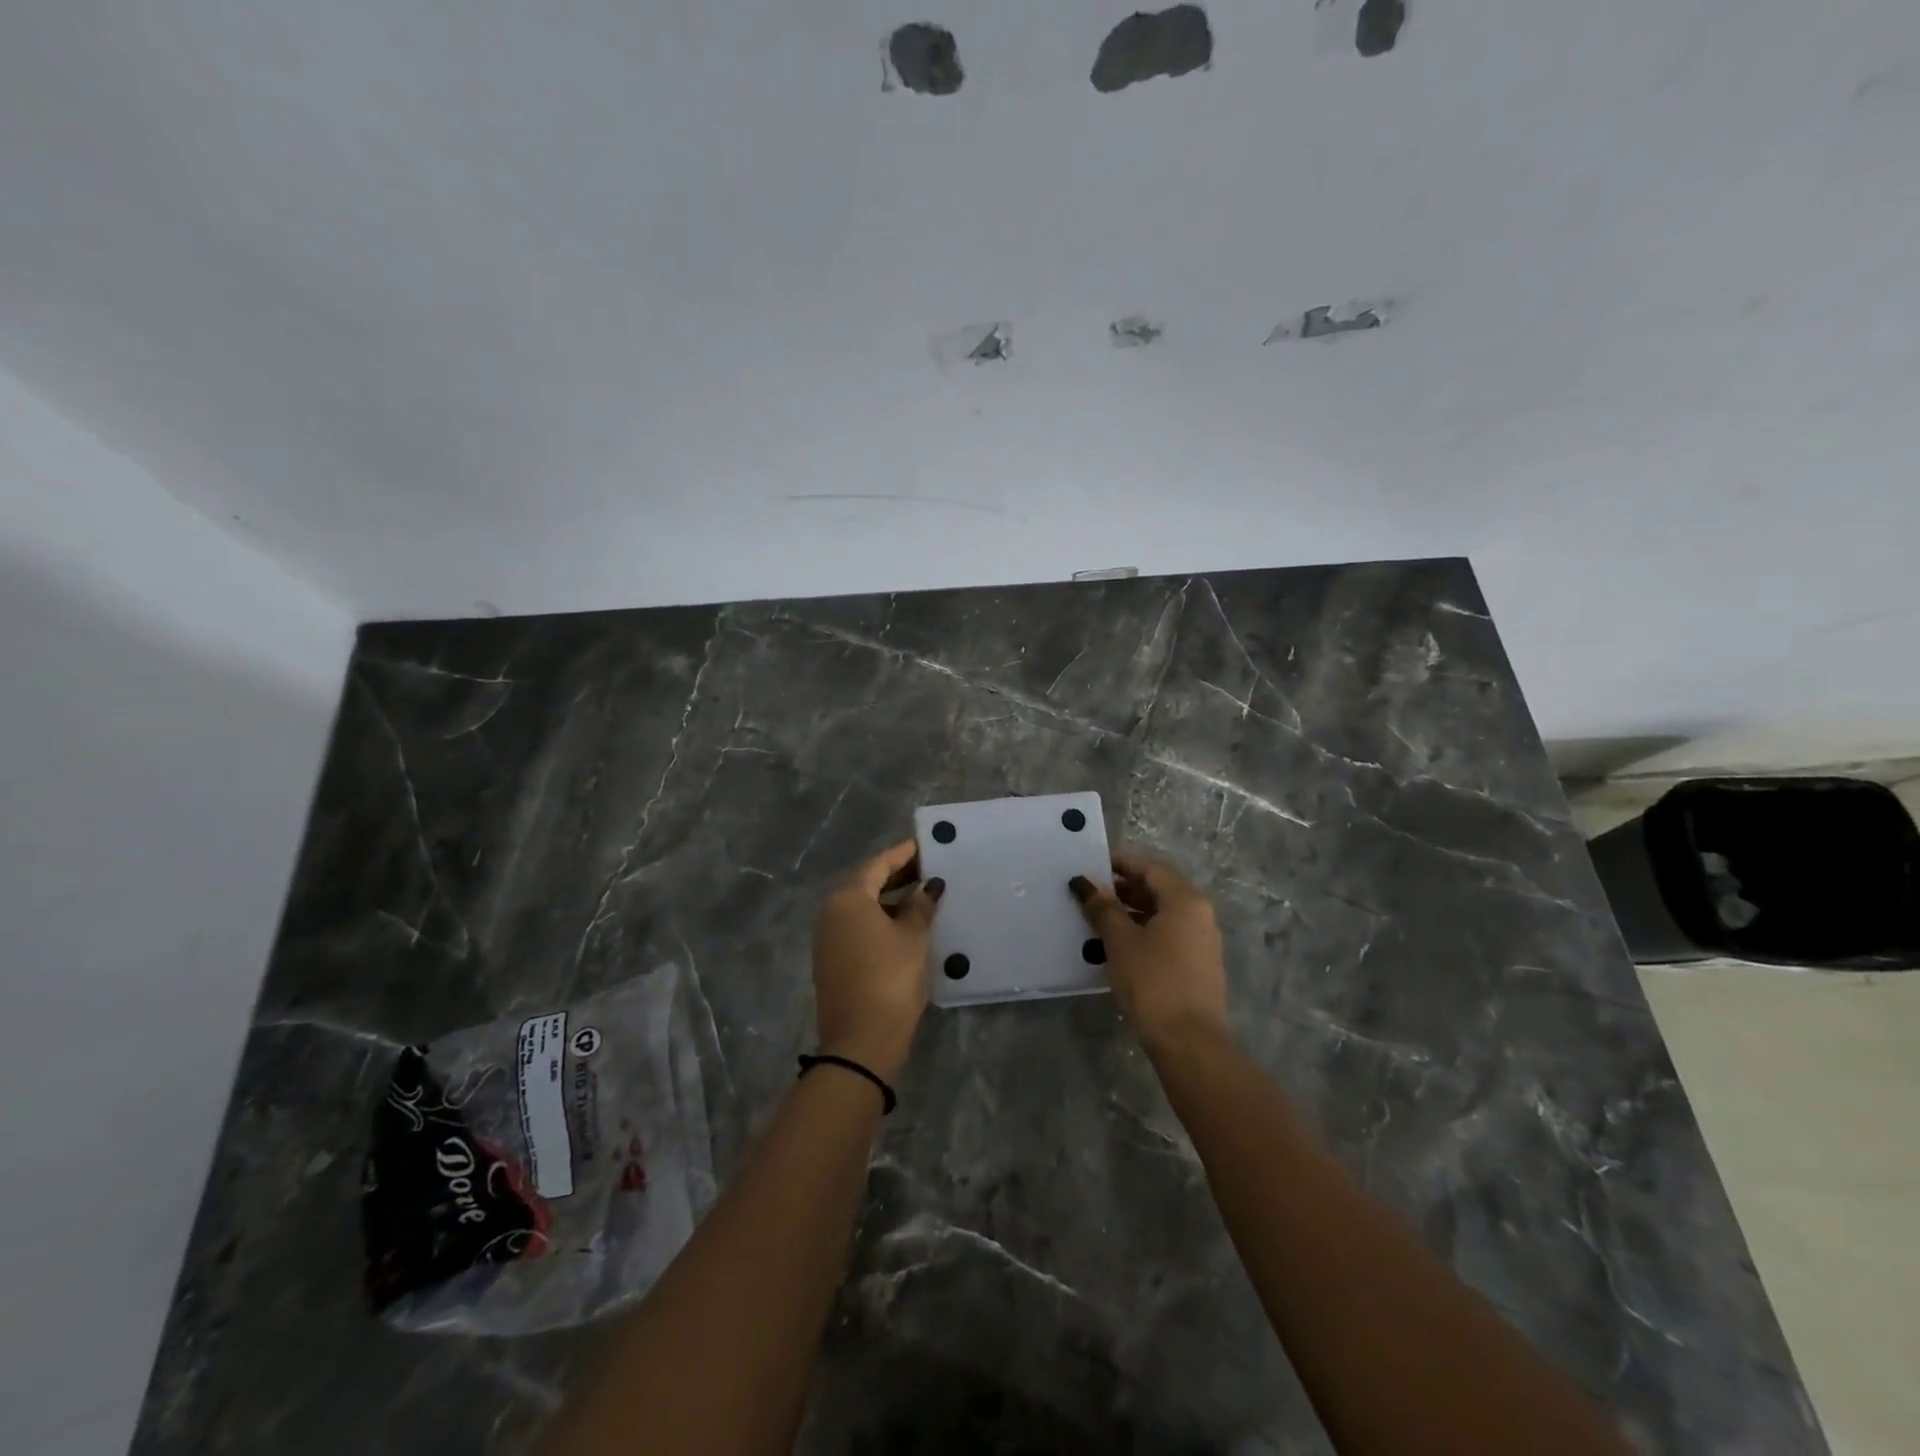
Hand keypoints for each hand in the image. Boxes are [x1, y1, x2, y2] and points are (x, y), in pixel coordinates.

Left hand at [811, 840, 941, 1081]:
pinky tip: (905, 926)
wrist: (860, 1041)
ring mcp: (827, 938)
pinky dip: (880, 920)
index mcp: (849, 899)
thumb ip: (920, 906)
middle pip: (866, 884)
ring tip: (923, 897)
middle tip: (929, 870)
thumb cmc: (890, 978)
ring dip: (890, 900)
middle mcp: (831, 912)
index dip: (903, 854)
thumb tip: (928, 886)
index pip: (878, 864)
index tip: (925, 846)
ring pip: (862, 908)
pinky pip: (857, 928)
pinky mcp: (831, 961)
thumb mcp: (913, 938)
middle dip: (897, 876)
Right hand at [1071, 851, 1228, 1056]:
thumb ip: (1102, 908)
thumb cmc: (1153, 981)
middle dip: (1123, 889)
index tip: (1092, 866)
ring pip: (1162, 914)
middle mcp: (1200, 914)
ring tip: (1097, 921)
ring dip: (1131, 912)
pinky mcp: (1198, 965)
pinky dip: (1143, 932)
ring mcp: (1202, 941)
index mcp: (1185, 900)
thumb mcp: (1120, 940)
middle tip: (1090, 894)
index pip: (1151, 868)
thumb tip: (1085, 883)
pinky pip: (1168, 935)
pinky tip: (1116, 947)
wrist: (1189, 1041)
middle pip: (1159, 889)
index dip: (1120, 863)